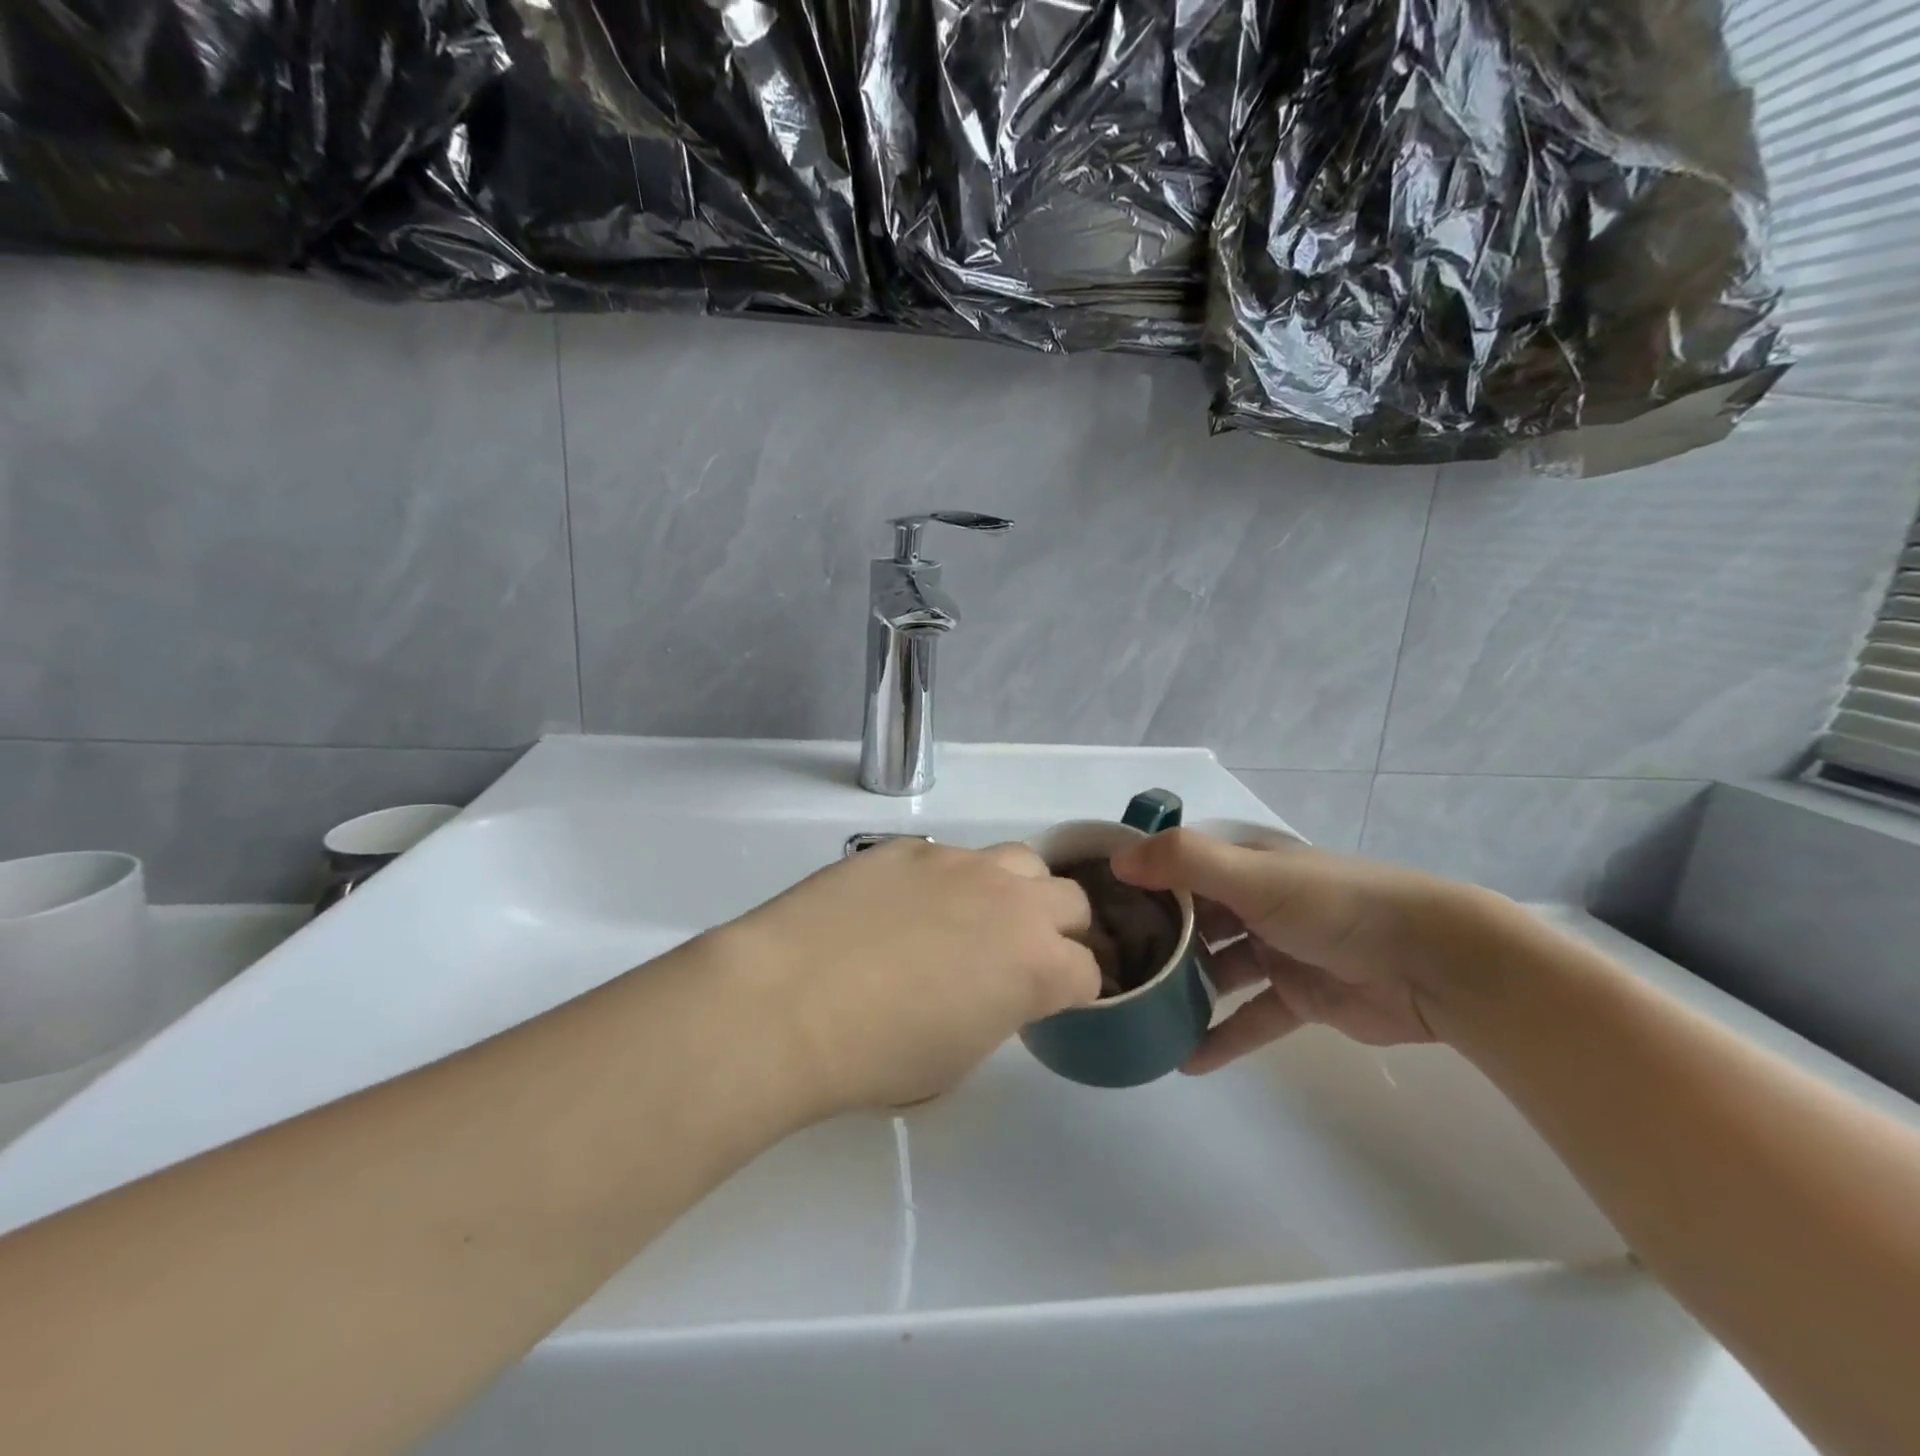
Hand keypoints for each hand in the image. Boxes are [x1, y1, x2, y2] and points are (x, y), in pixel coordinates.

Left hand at [712, 839, 1100, 1112]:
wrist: (788, 1001)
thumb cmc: (877, 1056)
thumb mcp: (959, 1055)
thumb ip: (998, 1010)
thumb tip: (992, 987)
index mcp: (1037, 965)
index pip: (1089, 971)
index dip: (1078, 989)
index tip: (1058, 1000)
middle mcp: (1011, 901)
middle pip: (1070, 900)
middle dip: (1063, 929)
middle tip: (1027, 954)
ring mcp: (959, 863)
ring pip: (1019, 860)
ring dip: (1015, 890)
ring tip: (977, 917)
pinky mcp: (909, 846)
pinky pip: (949, 857)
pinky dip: (948, 881)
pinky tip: (904, 907)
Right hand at [1110, 829, 1500, 1072]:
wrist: (1432, 962)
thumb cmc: (1333, 905)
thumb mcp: (1254, 877)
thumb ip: (1185, 862)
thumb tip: (1116, 861)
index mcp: (1241, 866)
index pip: (1173, 868)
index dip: (1133, 883)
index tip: (1087, 908)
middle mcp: (1252, 903)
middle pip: (1189, 921)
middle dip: (1151, 942)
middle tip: (1103, 971)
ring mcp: (1275, 951)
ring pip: (1214, 971)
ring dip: (1181, 992)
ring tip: (1135, 1016)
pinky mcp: (1298, 997)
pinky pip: (1249, 1019)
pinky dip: (1221, 1038)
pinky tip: (1185, 1062)